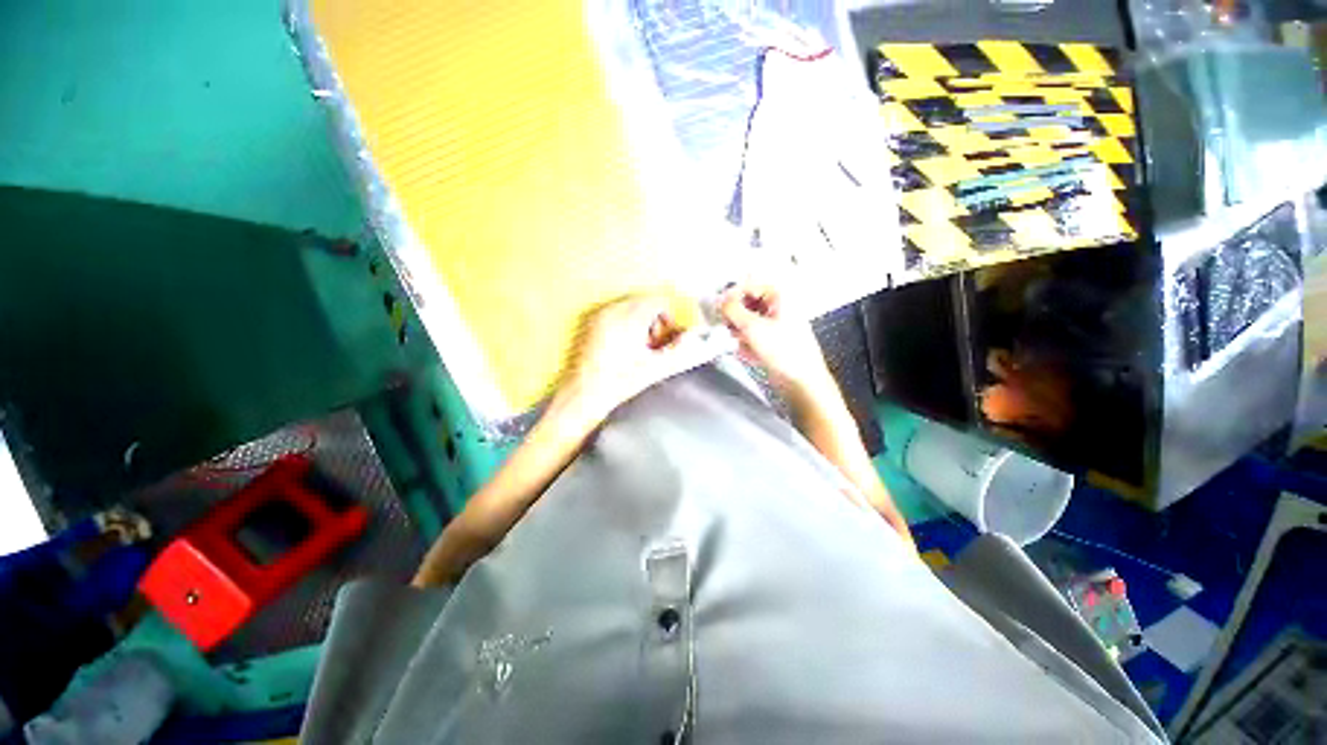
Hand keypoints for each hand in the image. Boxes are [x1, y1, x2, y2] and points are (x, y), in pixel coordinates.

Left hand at [561, 294, 709, 420]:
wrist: (585, 394)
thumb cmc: (619, 382)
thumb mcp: (655, 368)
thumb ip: (679, 351)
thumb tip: (695, 339)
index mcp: (631, 318)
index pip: (658, 301)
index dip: (669, 317)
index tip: (668, 335)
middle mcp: (613, 310)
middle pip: (644, 302)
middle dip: (654, 320)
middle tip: (654, 344)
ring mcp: (599, 315)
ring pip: (630, 307)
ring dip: (640, 321)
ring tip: (638, 347)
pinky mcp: (590, 323)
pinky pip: (615, 313)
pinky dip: (624, 323)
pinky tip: (623, 346)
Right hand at [719, 284, 829, 392]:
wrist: (801, 380)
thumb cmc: (785, 351)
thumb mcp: (752, 326)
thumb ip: (732, 310)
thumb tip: (720, 301)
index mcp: (779, 296)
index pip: (749, 286)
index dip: (732, 295)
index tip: (719, 307)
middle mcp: (779, 307)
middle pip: (747, 304)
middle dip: (736, 318)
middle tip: (728, 327)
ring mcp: (777, 325)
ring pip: (748, 322)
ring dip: (740, 332)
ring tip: (741, 343)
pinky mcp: (773, 341)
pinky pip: (753, 337)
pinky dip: (747, 344)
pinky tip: (750, 354)